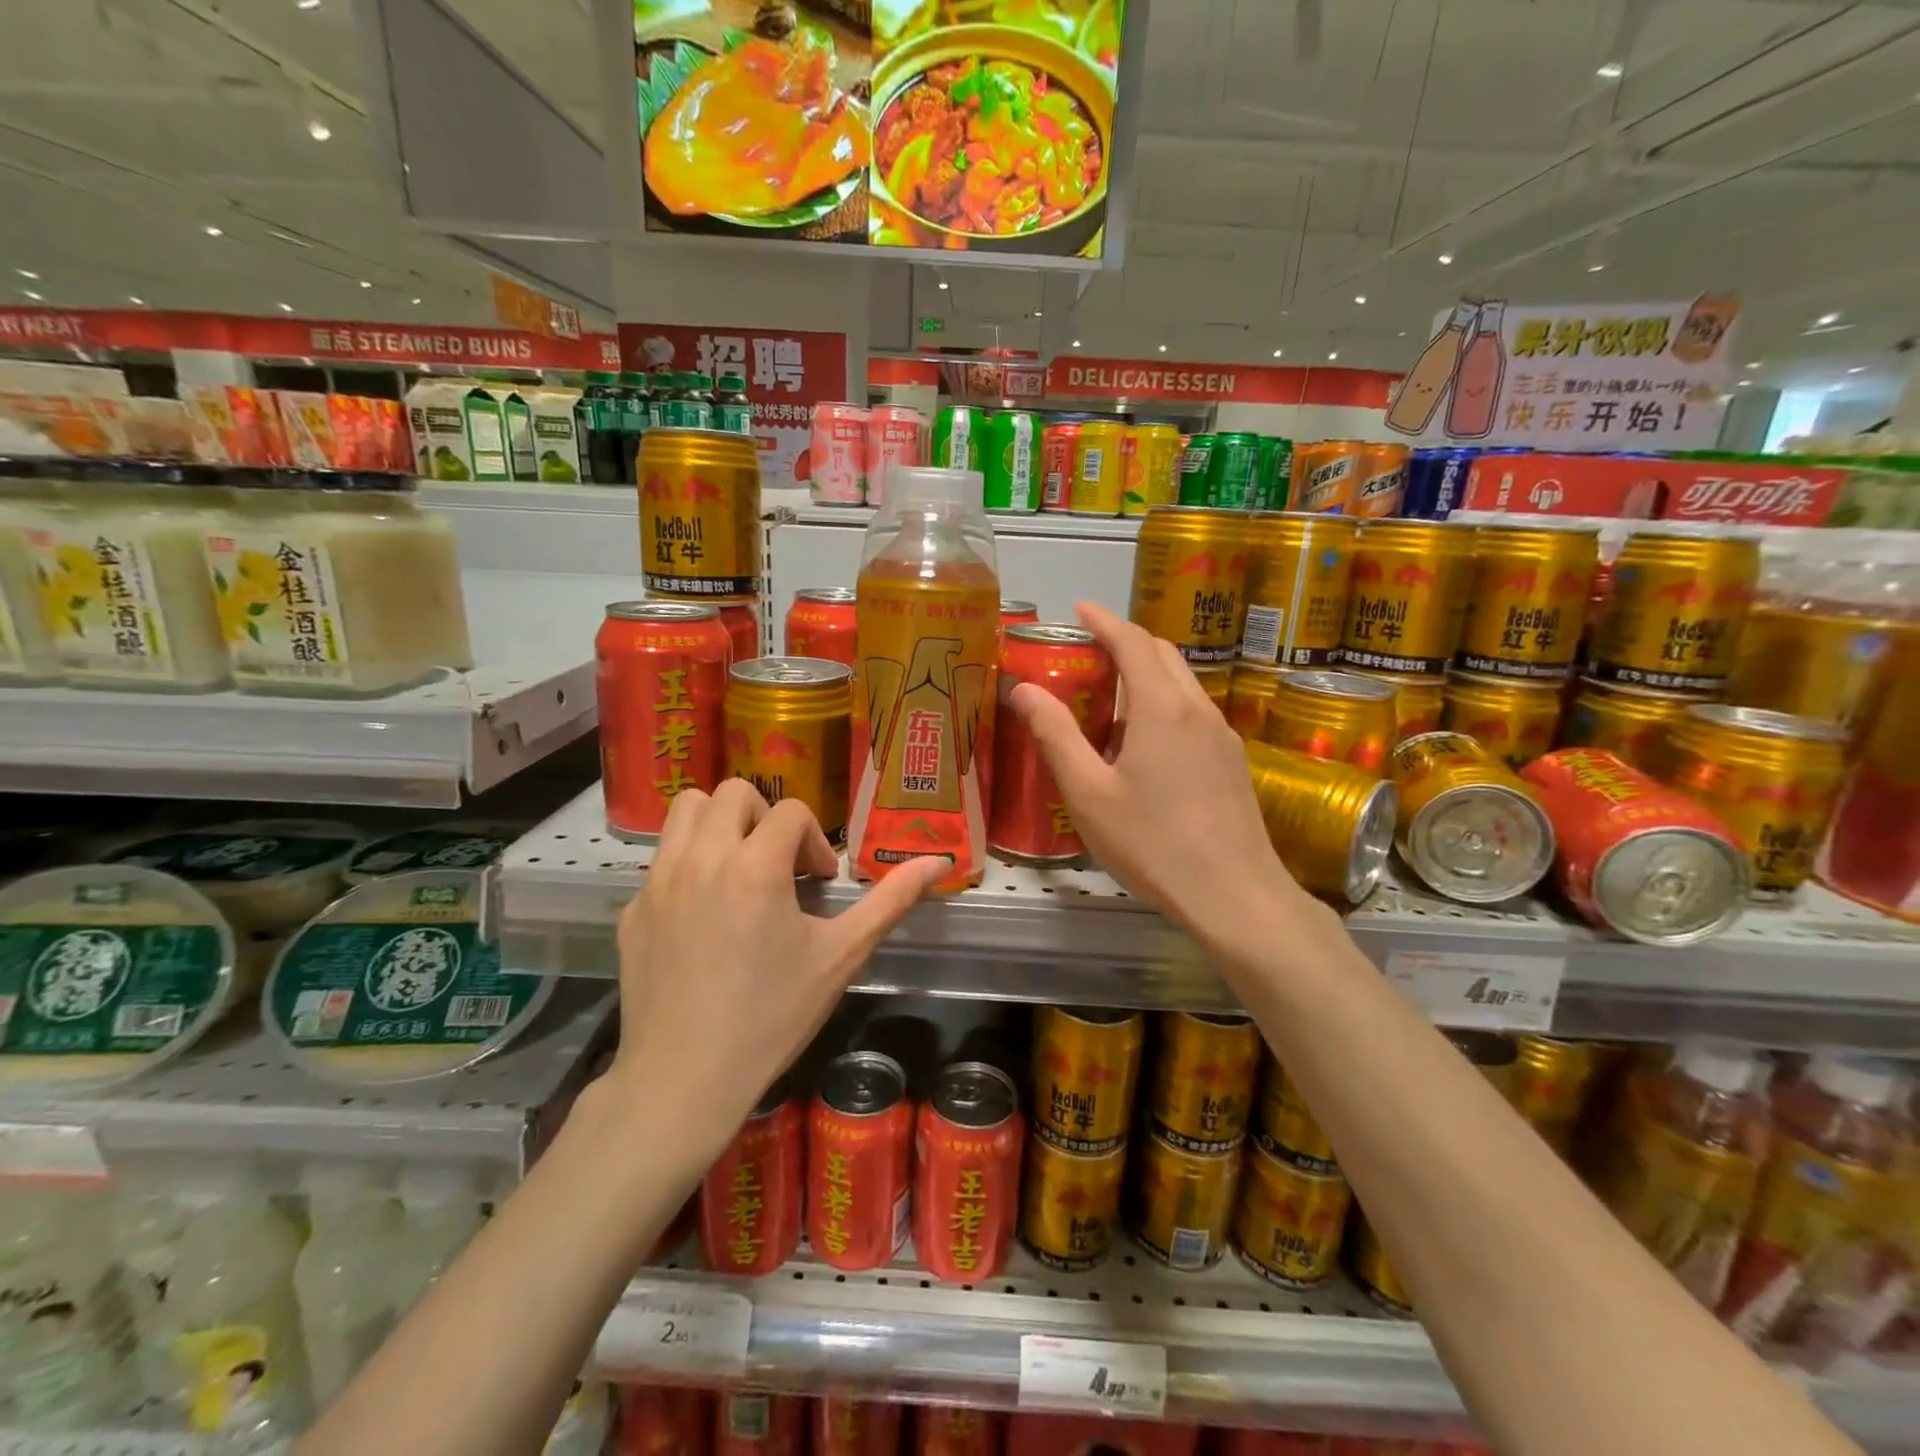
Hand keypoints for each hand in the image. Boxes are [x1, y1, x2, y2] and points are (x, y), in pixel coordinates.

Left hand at [606, 781, 945, 1141]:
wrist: (685, 1079)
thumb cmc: (773, 1016)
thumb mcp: (841, 956)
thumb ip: (891, 900)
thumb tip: (941, 861)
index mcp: (756, 865)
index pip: (792, 812)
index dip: (814, 842)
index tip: (818, 885)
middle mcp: (702, 857)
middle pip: (734, 792)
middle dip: (766, 817)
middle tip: (779, 865)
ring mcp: (659, 881)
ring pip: (687, 809)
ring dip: (720, 823)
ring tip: (739, 868)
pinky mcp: (633, 908)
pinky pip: (661, 859)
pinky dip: (688, 865)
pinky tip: (704, 916)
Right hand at [1010, 603, 1312, 942]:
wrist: (1234, 895)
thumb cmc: (1152, 843)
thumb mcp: (1088, 793)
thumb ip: (1055, 736)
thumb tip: (1023, 689)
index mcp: (1161, 707)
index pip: (1132, 642)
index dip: (1103, 620)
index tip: (1078, 609)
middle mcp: (1197, 709)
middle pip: (1162, 655)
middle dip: (1125, 642)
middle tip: (1087, 654)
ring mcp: (1222, 735)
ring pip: (1182, 685)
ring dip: (1146, 676)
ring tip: (1108, 703)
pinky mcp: (1232, 762)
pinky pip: (1193, 715)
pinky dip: (1164, 706)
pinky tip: (1143, 747)